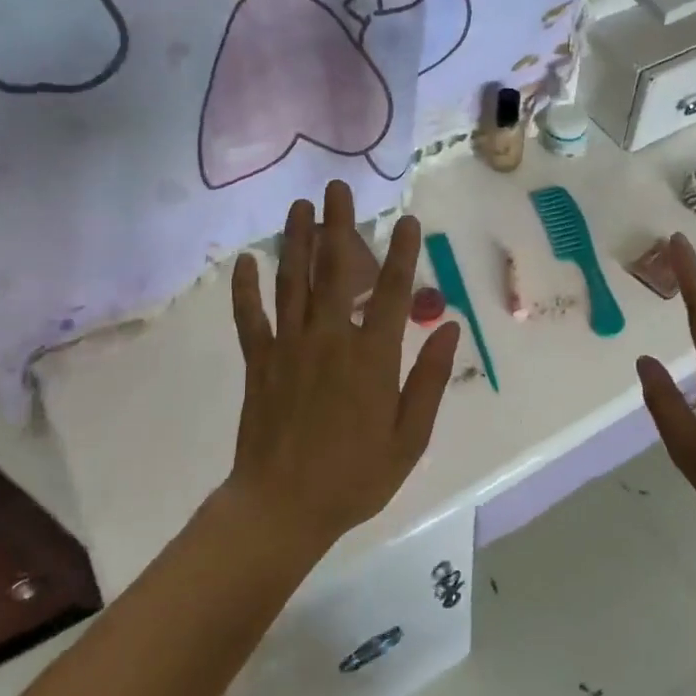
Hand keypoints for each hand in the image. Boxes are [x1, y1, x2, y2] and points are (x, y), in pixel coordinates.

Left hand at [225, 182, 462, 557]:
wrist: (282, 507)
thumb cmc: (355, 477)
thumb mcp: (410, 437)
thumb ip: (430, 380)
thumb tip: (450, 328)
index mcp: (372, 358)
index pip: (392, 293)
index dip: (402, 253)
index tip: (408, 220)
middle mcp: (330, 340)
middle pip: (336, 272)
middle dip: (339, 226)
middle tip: (339, 188)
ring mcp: (289, 348)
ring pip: (293, 283)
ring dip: (296, 241)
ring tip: (300, 205)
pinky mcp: (259, 363)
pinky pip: (251, 319)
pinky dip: (246, 289)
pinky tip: (246, 261)